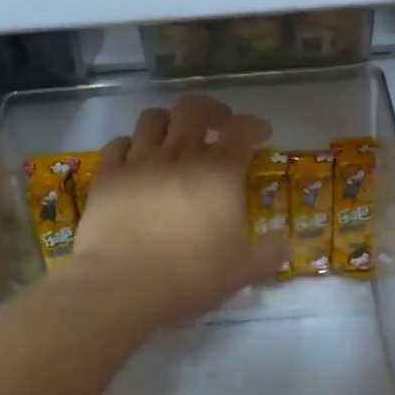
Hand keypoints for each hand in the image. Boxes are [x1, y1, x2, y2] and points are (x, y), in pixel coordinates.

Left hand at [71, 94, 289, 328]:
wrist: (126, 285)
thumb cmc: (192, 275)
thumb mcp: (242, 270)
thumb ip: (268, 255)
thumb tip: (286, 248)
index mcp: (219, 172)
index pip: (242, 129)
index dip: (255, 126)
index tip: (261, 134)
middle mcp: (179, 154)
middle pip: (193, 109)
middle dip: (210, 111)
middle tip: (217, 124)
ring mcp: (139, 161)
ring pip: (152, 119)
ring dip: (168, 122)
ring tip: (173, 136)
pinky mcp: (107, 176)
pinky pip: (118, 145)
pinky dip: (130, 146)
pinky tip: (135, 159)